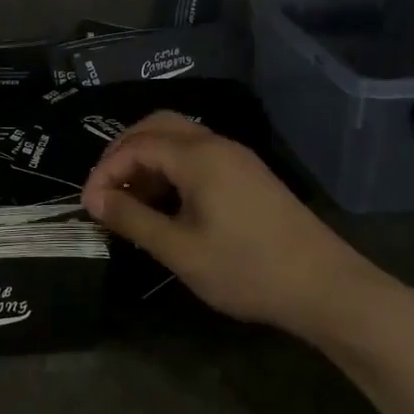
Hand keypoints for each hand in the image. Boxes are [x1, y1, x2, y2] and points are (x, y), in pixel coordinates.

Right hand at [81, 113, 397, 340]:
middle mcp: (217, 146)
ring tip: (130, 200)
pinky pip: (198, 156)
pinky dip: (171, 169)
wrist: (325, 287)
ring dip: (147, 160)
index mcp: (198, 157)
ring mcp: (237, 158)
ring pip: (179, 139)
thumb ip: (133, 219)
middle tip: (105, 188)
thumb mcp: (180, 250)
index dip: (104, 171)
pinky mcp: (248, 175)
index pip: (136, 146)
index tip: (88, 205)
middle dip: (123, 152)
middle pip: (157, 126)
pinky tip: (166, 204)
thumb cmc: (246, 270)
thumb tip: (94, 199)